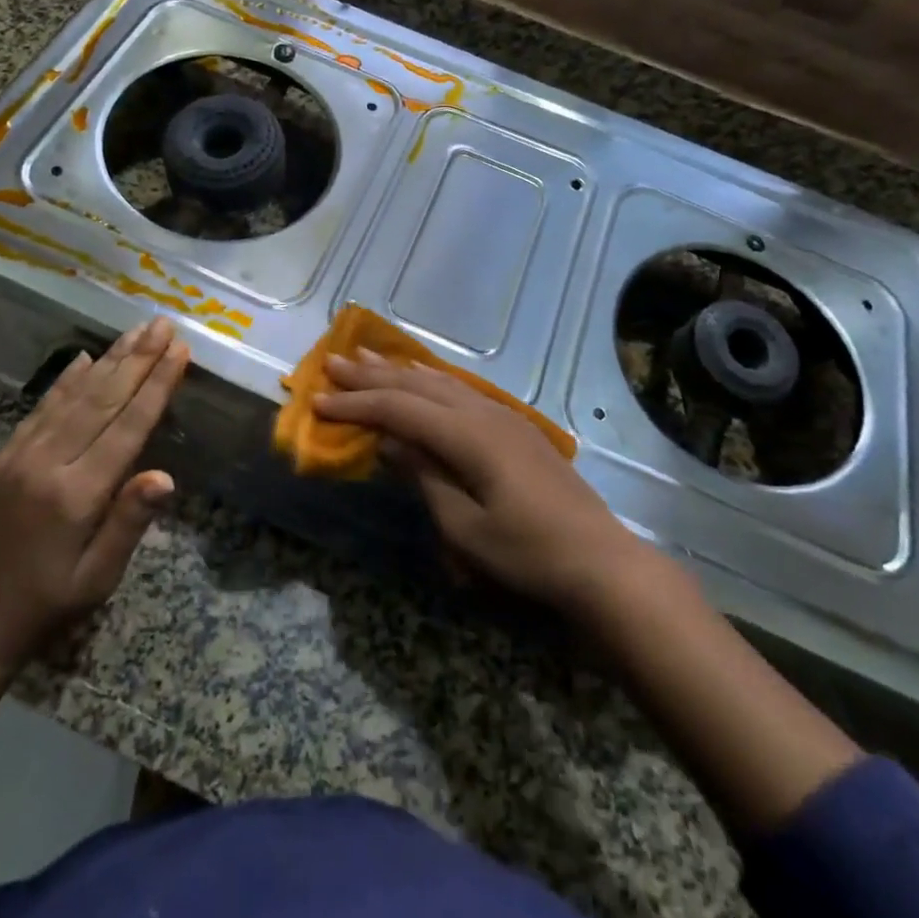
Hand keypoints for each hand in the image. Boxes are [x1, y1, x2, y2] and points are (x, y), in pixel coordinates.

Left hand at [0, 318, 188, 673]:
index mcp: (78, 494)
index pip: (128, 426)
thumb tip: (166, 475)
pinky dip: (66, 380)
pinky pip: (40, 408)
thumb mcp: (96, 579)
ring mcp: (21, 456)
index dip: (157, 385)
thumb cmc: (45, 606)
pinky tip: (85, 358)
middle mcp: (49, 463)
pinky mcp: (3, 457)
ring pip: (73, 396)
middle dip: (138, 358)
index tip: (180, 350)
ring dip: (109, 359)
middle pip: (102, 400)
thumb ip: (129, 523)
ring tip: (136, 330)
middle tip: (164, 324)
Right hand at [315, 352, 648, 614]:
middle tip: (334, 362)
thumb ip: (425, 477)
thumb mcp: (464, 528)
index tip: (319, 402)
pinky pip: (461, 390)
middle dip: (372, 375)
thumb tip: (391, 441)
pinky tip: (423, 374)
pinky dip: (432, 379)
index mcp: (467, 436)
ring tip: (367, 356)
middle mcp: (482, 413)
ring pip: (440, 381)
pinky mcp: (514, 427)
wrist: (599, 561)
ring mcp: (502, 416)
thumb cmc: (527, 554)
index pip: (399, 409)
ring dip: (400, 369)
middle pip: (417, 385)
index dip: (357, 404)